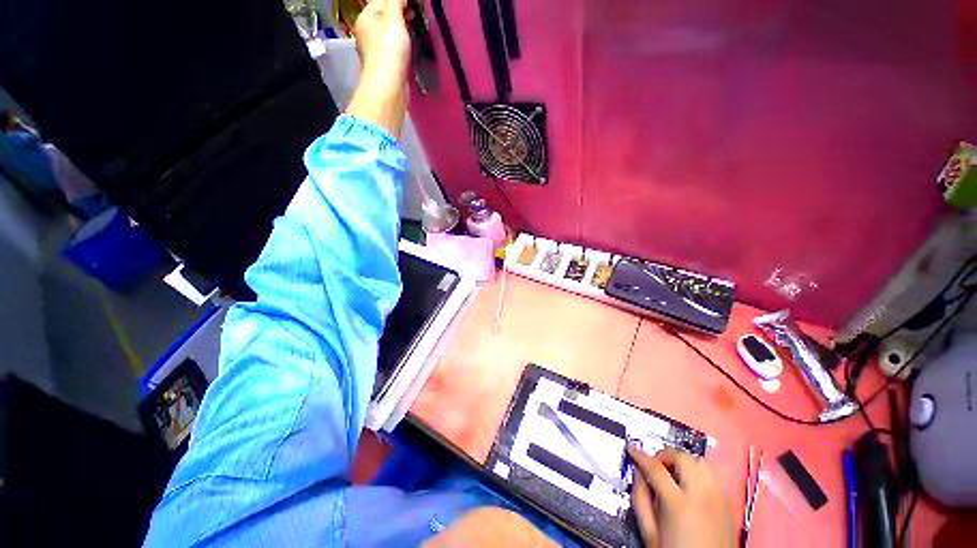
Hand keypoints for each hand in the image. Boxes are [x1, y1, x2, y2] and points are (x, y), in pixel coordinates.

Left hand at [346, 0, 410, 136]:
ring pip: (390, 23)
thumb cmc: (388, 48)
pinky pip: (394, 36)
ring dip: (404, 19)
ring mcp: (374, 42)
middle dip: (402, 7)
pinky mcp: (384, 54)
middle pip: (385, 11)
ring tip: (417, 19)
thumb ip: (396, 2)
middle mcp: (366, 29)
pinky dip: (404, 32)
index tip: (414, 2)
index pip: (380, 0)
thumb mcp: (392, 18)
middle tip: (418, 9)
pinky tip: (413, 34)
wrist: (386, 83)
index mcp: (365, 18)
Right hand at [629, 446, 734, 547]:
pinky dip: (698, 477)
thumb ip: (642, 503)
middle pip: (684, 457)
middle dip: (666, 456)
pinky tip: (691, 492)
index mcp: (677, 503)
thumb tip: (638, 478)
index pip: (656, 469)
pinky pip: (712, 478)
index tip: (633, 449)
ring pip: (701, 463)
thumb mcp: (650, 534)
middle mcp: (702, 491)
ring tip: (672, 475)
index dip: (642, 457)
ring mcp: (718, 492)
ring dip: (684, 463)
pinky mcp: (728, 498)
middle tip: (654, 464)